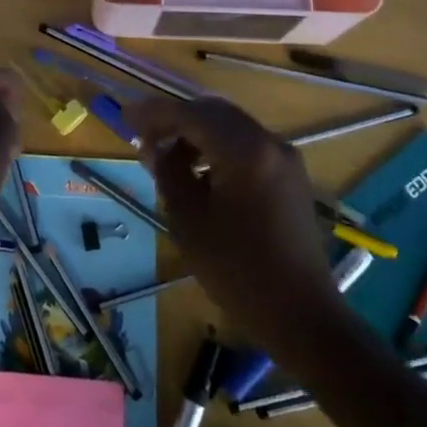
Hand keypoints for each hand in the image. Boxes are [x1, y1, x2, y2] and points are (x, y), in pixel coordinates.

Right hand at [128, 96, 339, 347]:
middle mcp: (269, 142)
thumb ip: (168, 172)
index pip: (190, 114)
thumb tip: (155, 146)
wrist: (300, 314)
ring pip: (231, 126)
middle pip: (213, 112)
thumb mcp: (188, 219)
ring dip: (197, 132)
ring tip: (168, 157)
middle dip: (176, 118)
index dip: (154, 113)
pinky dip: (219, 147)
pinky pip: (247, 144)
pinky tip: (200, 172)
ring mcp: (284, 158)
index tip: (125, 117)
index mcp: (244, 150)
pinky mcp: (290, 176)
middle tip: (144, 134)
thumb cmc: (236, 269)